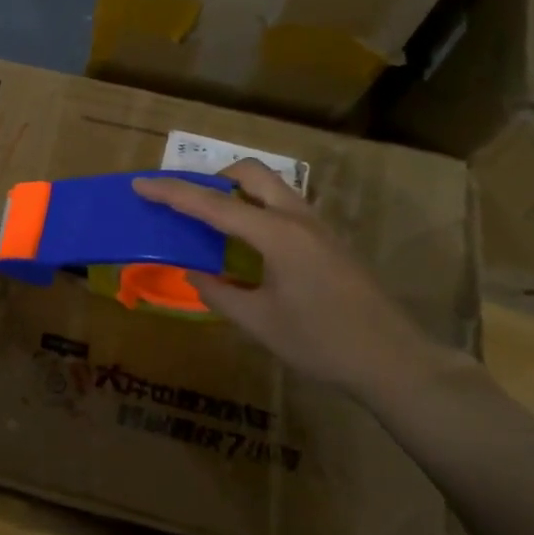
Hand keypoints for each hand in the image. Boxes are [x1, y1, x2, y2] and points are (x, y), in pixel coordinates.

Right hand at [132, 161, 466, 402]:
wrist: (393, 360)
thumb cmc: (322, 343)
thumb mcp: (260, 323)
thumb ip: (219, 293)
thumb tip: (194, 273)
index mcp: (276, 235)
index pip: (214, 205)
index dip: (173, 193)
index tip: (140, 183)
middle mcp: (297, 218)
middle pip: (250, 174)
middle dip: (214, 177)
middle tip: (188, 201)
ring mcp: (318, 227)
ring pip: (271, 187)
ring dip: (237, 192)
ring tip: (212, 221)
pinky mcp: (329, 241)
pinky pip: (284, 207)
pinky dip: (256, 209)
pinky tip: (248, 246)